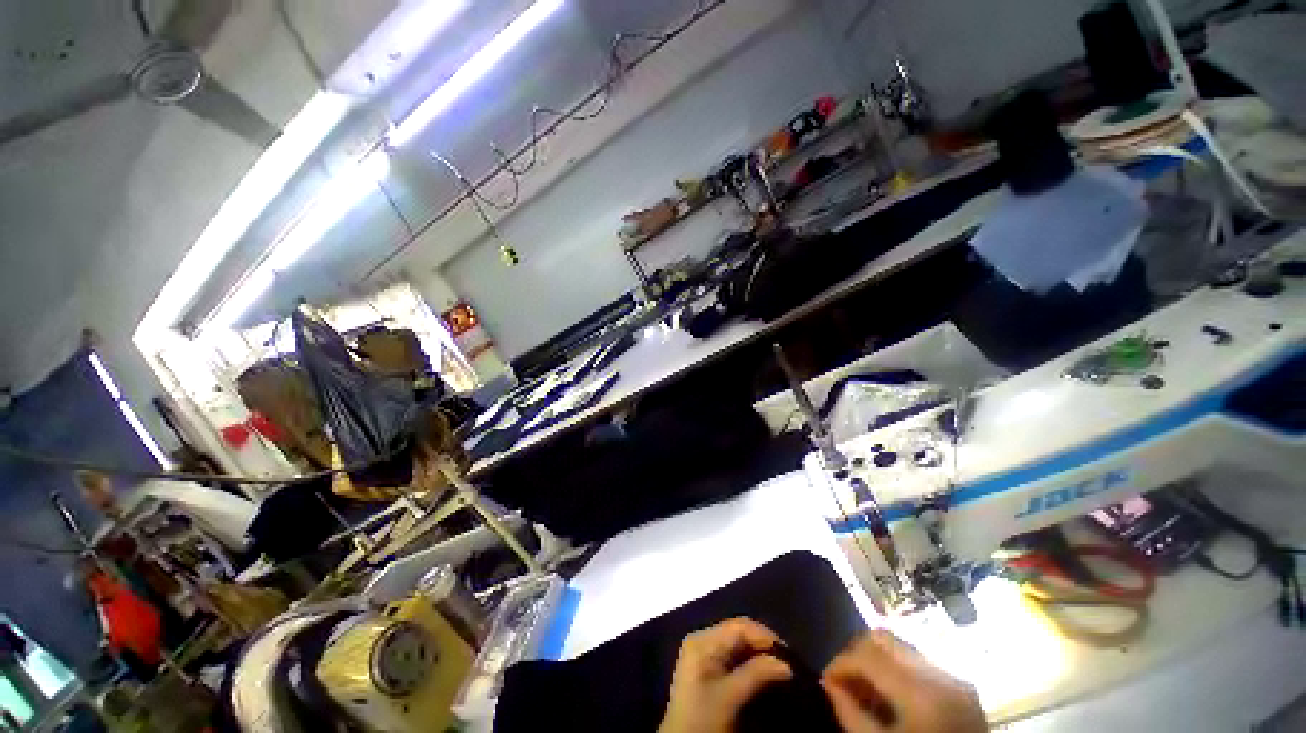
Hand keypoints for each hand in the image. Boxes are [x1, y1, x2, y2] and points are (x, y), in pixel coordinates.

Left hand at [658, 618, 794, 732]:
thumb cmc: (703, 720)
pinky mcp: (708, 669)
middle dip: (764, 646)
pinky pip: (734, 657)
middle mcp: (703, 640)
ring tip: (781, 669)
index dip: (765, 636)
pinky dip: (751, 664)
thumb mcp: (730, 697)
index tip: (790, 655)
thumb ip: (757, 674)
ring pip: (739, 645)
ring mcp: (704, 654)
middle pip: (739, 633)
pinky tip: (765, 675)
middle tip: (788, 663)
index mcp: (703, 640)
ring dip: (759, 656)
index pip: (739, 627)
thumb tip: (787, 664)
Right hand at [822, 630, 987, 732]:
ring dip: (877, 660)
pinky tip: (891, 694)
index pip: (866, 654)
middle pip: (883, 638)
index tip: (826, 680)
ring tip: (866, 688)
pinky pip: (920, 663)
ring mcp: (957, 678)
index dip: (839, 663)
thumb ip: (850, 713)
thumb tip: (828, 683)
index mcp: (922, 693)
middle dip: (856, 653)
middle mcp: (941, 675)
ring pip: (901, 647)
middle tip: (844, 679)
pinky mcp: (964, 687)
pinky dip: (898, 671)